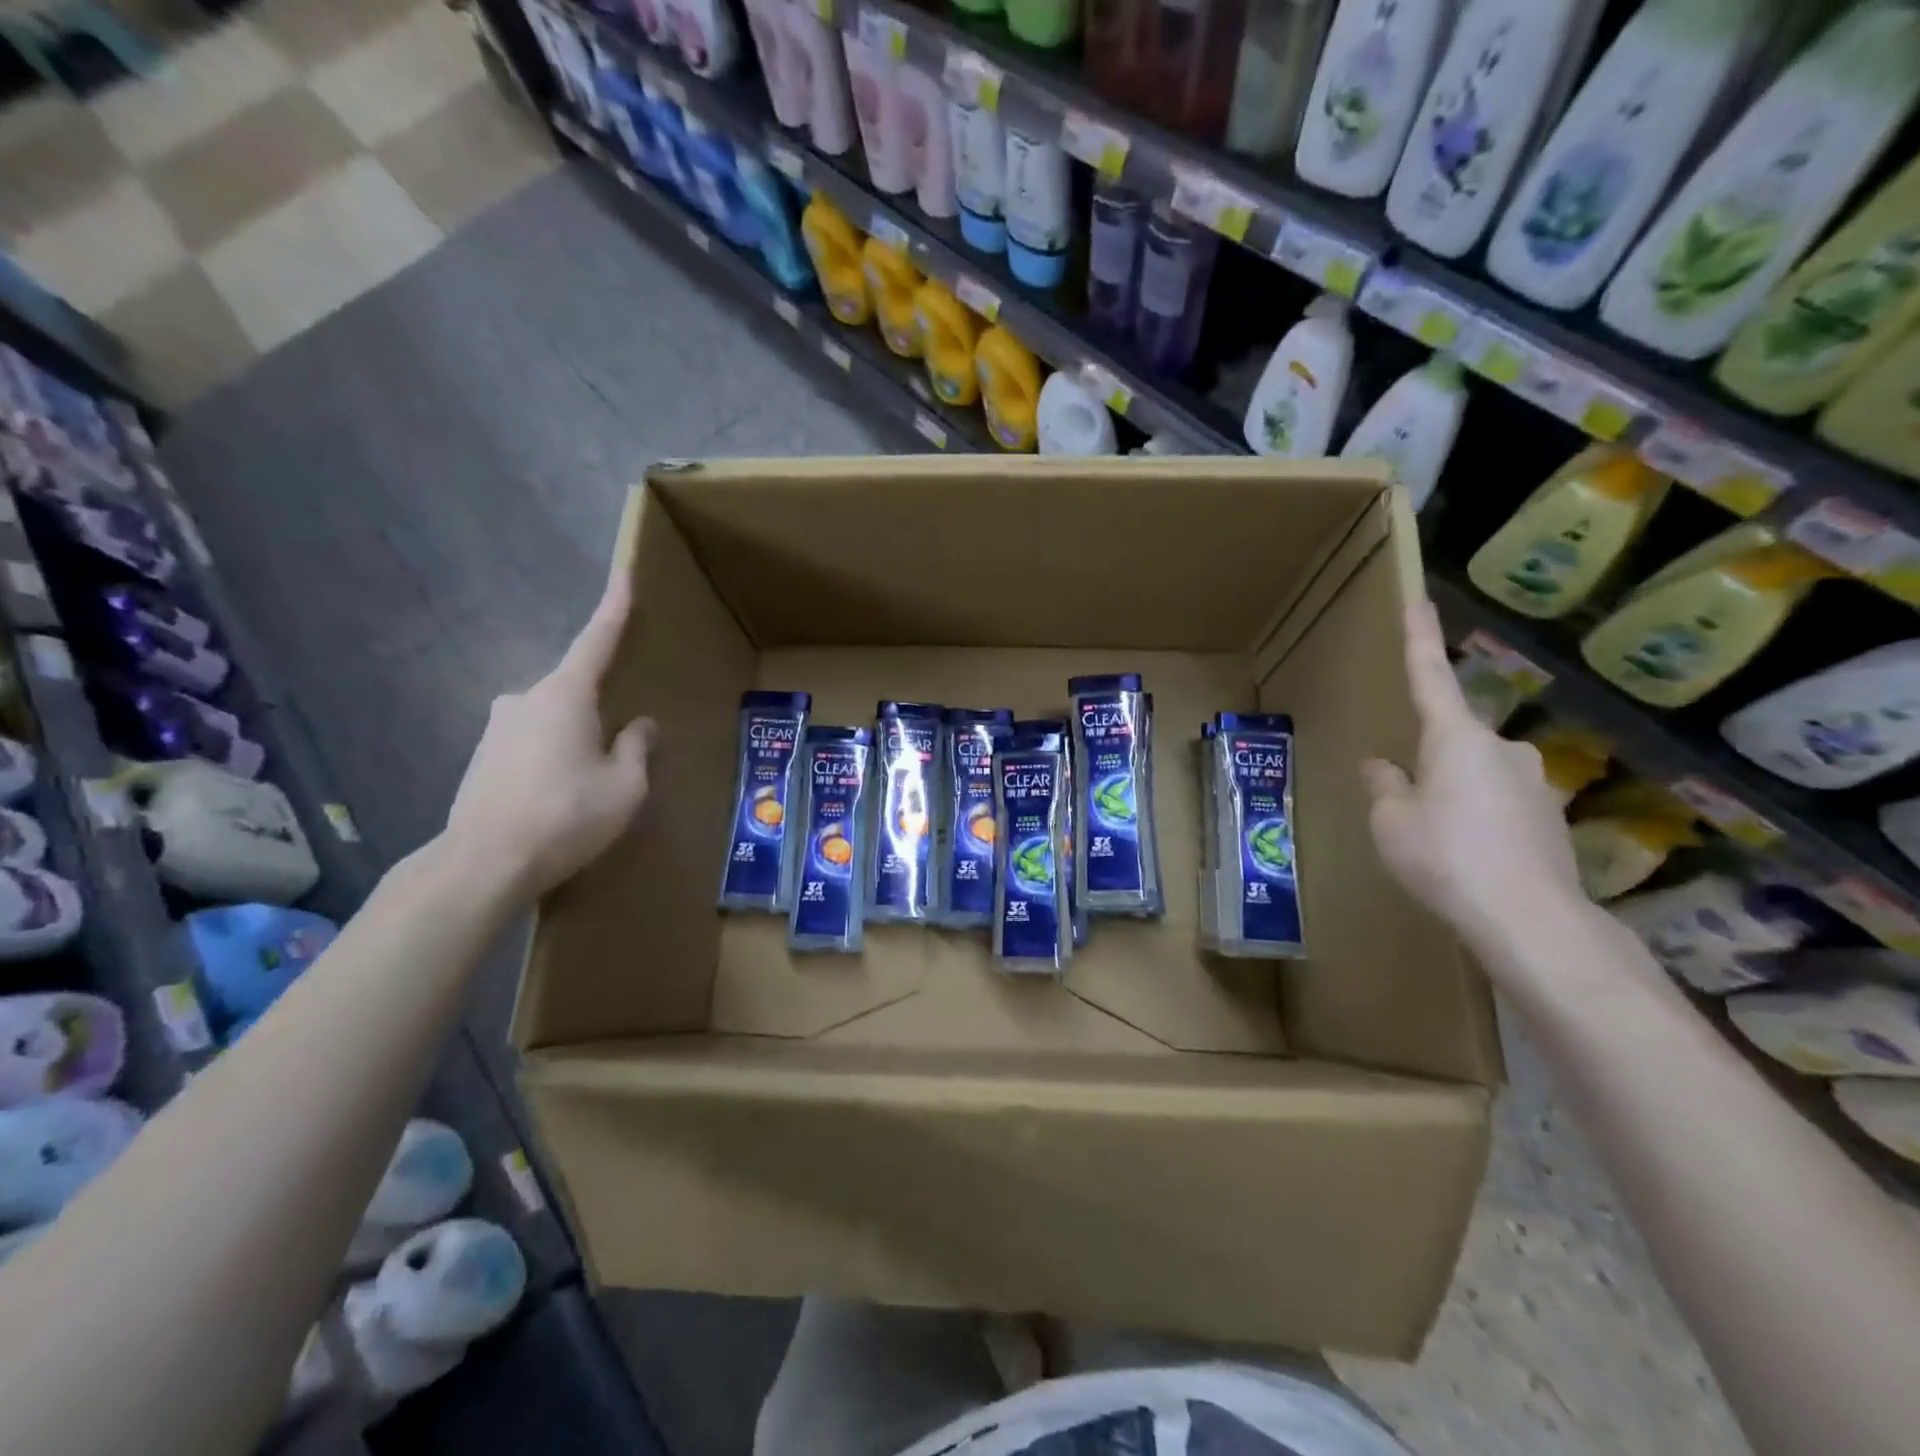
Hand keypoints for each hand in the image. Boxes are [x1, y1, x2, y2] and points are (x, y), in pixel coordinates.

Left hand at [441, 560, 654, 900]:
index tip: (625, 575)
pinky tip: (560, 799)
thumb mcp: (626, 786)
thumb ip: (637, 747)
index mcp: (565, 695)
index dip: (615, 608)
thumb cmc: (567, 816)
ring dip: (576, 741)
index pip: (597, 640)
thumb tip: (640, 724)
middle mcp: (525, 699)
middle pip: (576, 690)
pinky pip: (532, 744)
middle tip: (621, 750)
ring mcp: (497, 728)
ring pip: (553, 721)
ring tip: (591, 787)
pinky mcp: (482, 758)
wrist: (483, 864)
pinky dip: (552, 760)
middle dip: (601, 711)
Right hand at [1363, 599, 1584, 947]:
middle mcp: (1502, 748)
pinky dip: (1479, 821)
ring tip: (1437, 843)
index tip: (1418, 600)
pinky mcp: (1552, 819)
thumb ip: (1384, 786)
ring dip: (1453, 796)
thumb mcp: (1391, 821)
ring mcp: (1535, 783)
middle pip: (1452, 741)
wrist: (1531, 920)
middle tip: (1407, 807)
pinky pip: (1500, 806)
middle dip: (1428, 763)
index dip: (1419, 639)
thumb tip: (1382, 765)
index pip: (1429, 677)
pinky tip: (1469, 859)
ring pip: (1477, 776)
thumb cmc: (1444, 857)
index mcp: (1455, 738)